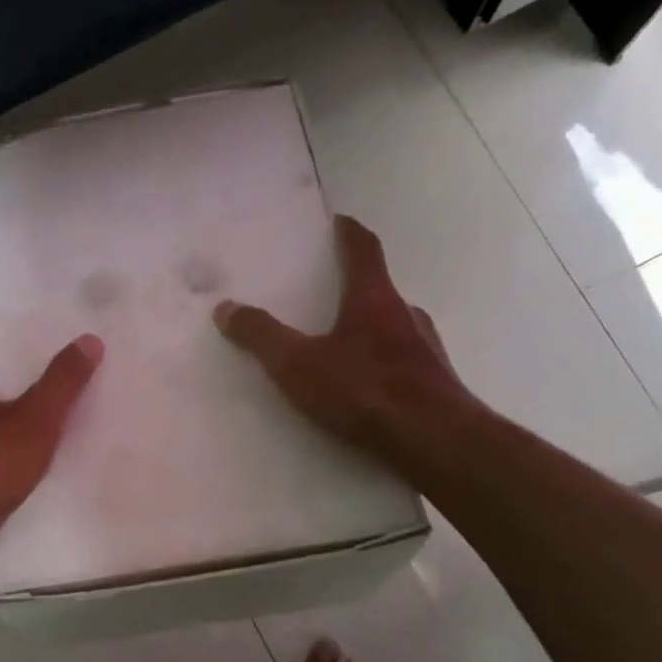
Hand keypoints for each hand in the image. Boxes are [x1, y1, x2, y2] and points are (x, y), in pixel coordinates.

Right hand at [214, 214, 482, 478]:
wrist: (433, 440)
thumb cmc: (365, 390)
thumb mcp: (298, 365)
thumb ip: (262, 336)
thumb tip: (226, 308)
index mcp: (374, 298)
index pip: (364, 249)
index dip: (348, 232)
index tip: (338, 221)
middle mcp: (406, 314)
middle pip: (379, 289)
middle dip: (354, 288)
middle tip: (326, 295)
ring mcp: (426, 348)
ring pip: (393, 327)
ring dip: (369, 329)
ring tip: (340, 346)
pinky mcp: (435, 382)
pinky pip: (401, 361)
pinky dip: (381, 363)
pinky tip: (365, 387)